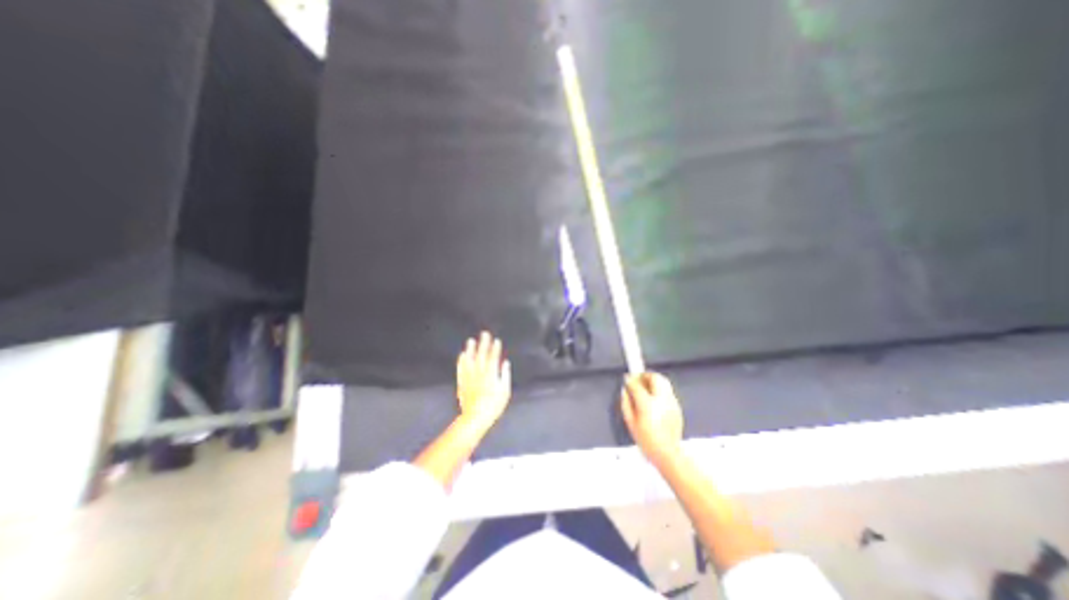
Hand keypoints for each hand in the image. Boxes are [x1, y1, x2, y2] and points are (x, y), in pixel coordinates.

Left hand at [455, 332, 513, 429]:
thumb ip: (505, 375)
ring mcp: (469, 376)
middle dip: (484, 343)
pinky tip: (462, 355)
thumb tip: (505, 363)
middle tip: (484, 333)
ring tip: (471, 340)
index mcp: (491, 374)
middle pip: (482, 355)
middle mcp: (480, 372)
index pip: (493, 357)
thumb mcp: (505, 391)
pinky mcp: (462, 382)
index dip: (495, 348)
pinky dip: (462, 361)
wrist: (476, 417)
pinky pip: (461, 368)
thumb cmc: (494, 405)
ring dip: (471, 349)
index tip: (496, 340)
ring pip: (470, 359)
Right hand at [624, 372, 680, 461]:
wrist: (668, 453)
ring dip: (653, 380)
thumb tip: (625, 391)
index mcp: (647, 404)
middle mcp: (661, 400)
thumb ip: (626, 403)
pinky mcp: (677, 406)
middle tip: (638, 379)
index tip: (627, 378)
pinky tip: (654, 398)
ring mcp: (671, 402)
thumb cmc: (647, 440)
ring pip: (664, 382)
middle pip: (655, 377)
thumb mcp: (630, 422)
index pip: (637, 384)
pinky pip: (667, 391)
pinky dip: (660, 389)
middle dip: (645, 375)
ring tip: (646, 386)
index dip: (630, 379)